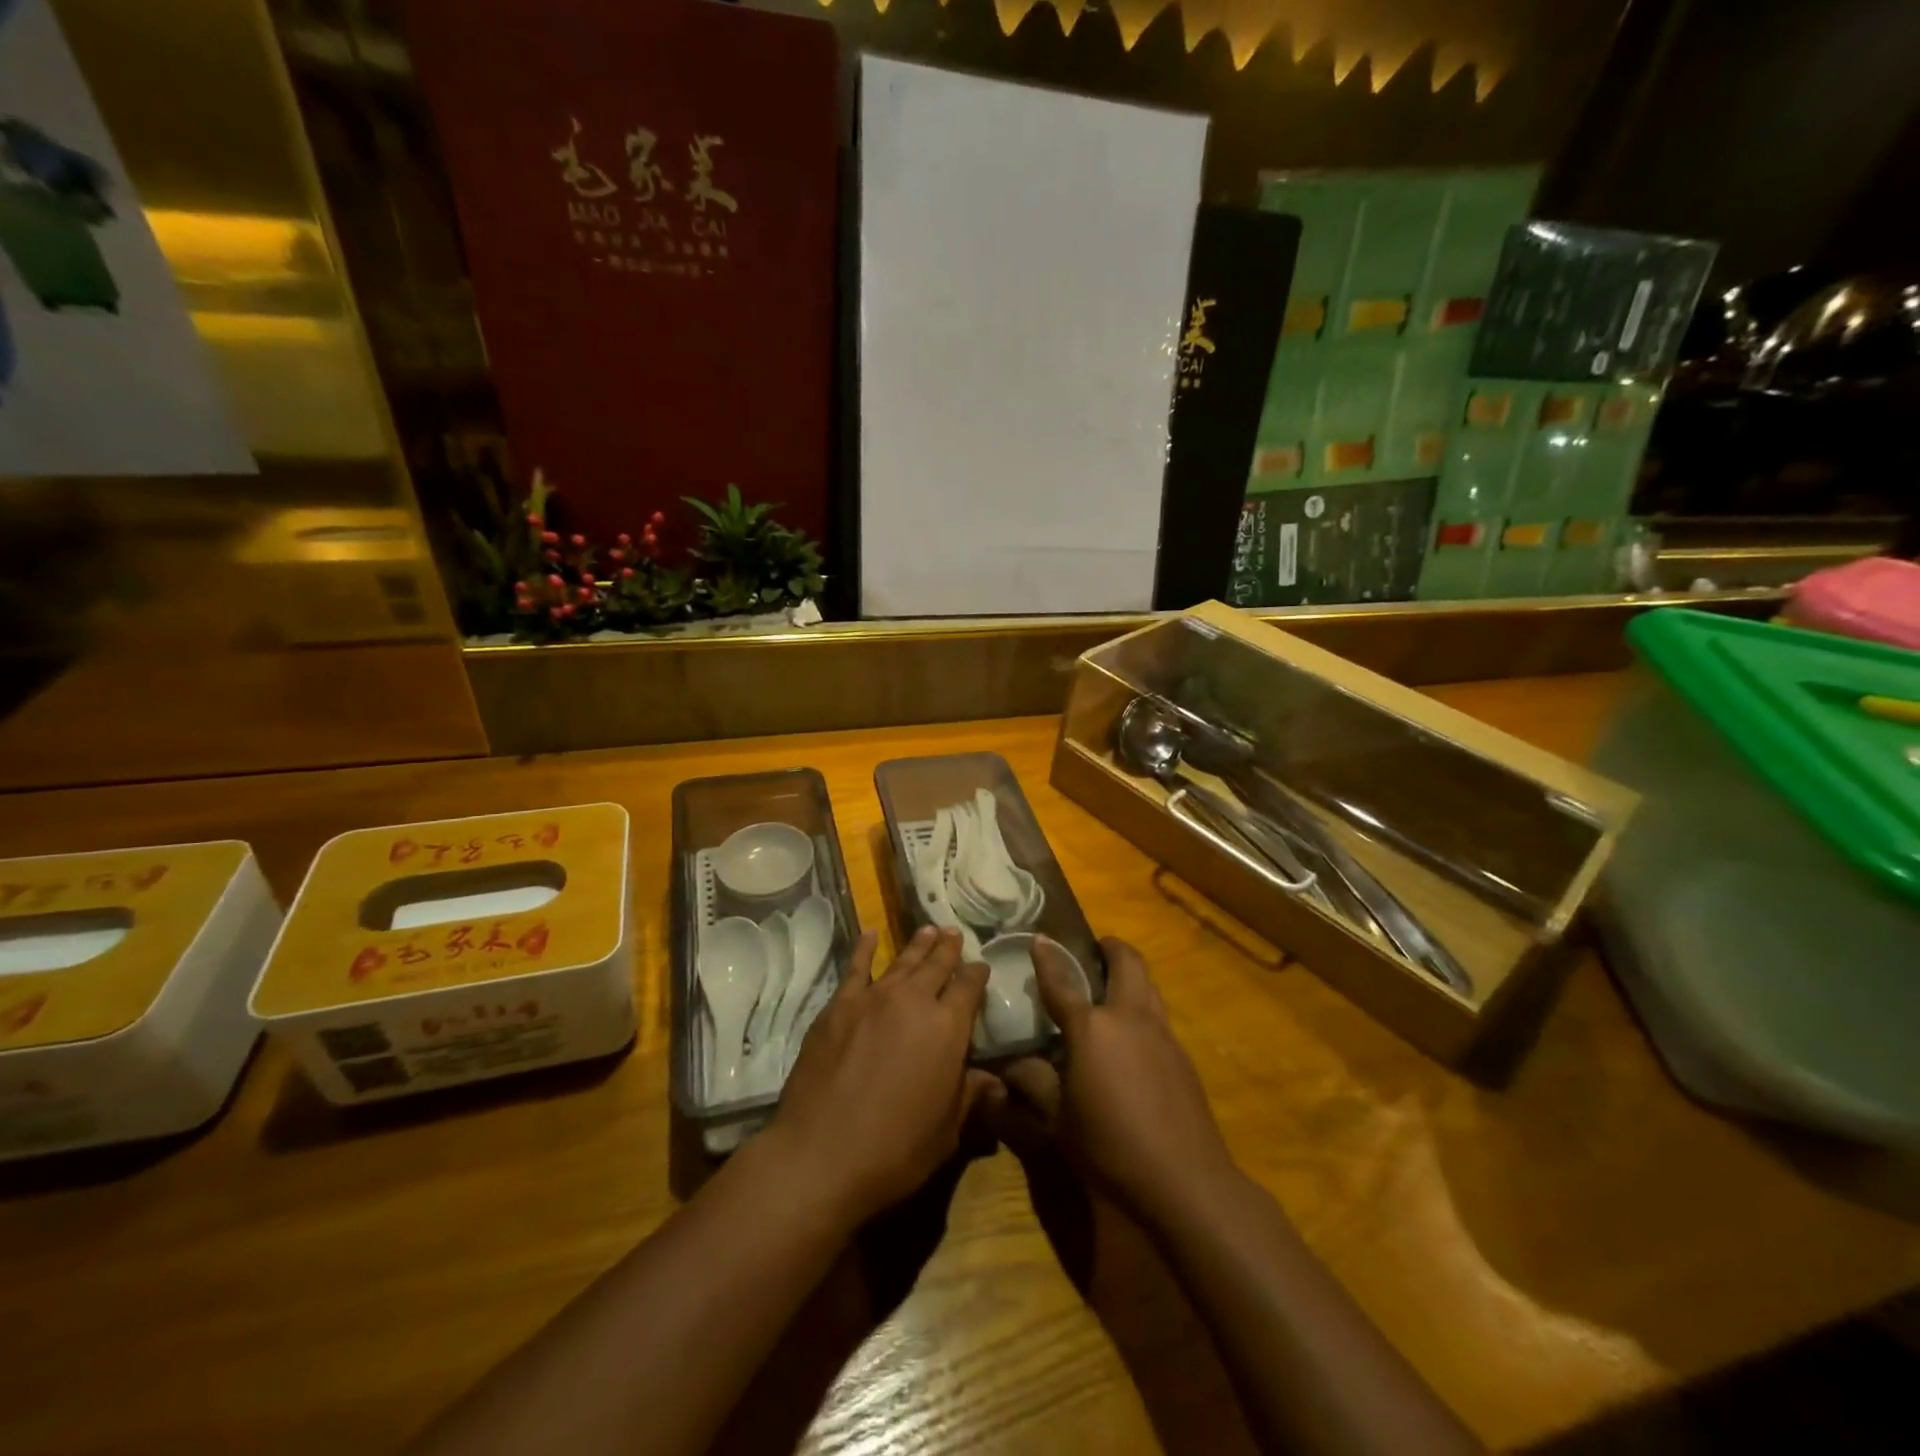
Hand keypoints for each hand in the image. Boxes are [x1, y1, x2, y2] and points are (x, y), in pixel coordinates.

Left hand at [769, 926, 1002, 1224]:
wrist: (821, 1154)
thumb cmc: (895, 1150)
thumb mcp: (946, 1131)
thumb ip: (969, 1096)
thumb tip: (993, 1080)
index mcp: (948, 1028)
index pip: (969, 988)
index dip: (977, 974)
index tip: (981, 966)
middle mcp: (914, 1001)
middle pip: (937, 965)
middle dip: (949, 948)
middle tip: (955, 934)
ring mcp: (873, 998)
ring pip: (903, 961)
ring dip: (919, 944)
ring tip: (929, 929)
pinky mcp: (839, 1005)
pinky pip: (855, 967)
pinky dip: (864, 948)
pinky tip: (870, 934)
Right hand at [996, 937, 1238, 1229]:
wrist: (1185, 1183)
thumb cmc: (1110, 1149)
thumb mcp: (1058, 1122)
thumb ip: (1034, 1085)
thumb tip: (1010, 1066)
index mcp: (1092, 1029)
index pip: (1062, 982)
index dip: (1048, 958)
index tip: (1040, 938)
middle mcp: (1129, 1018)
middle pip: (1127, 962)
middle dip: (1111, 948)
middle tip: (1095, 950)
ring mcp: (1162, 1034)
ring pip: (1149, 985)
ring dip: (1131, 975)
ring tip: (1112, 988)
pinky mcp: (1183, 1056)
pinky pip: (1159, 1016)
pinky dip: (1143, 1010)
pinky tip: (1132, 1039)